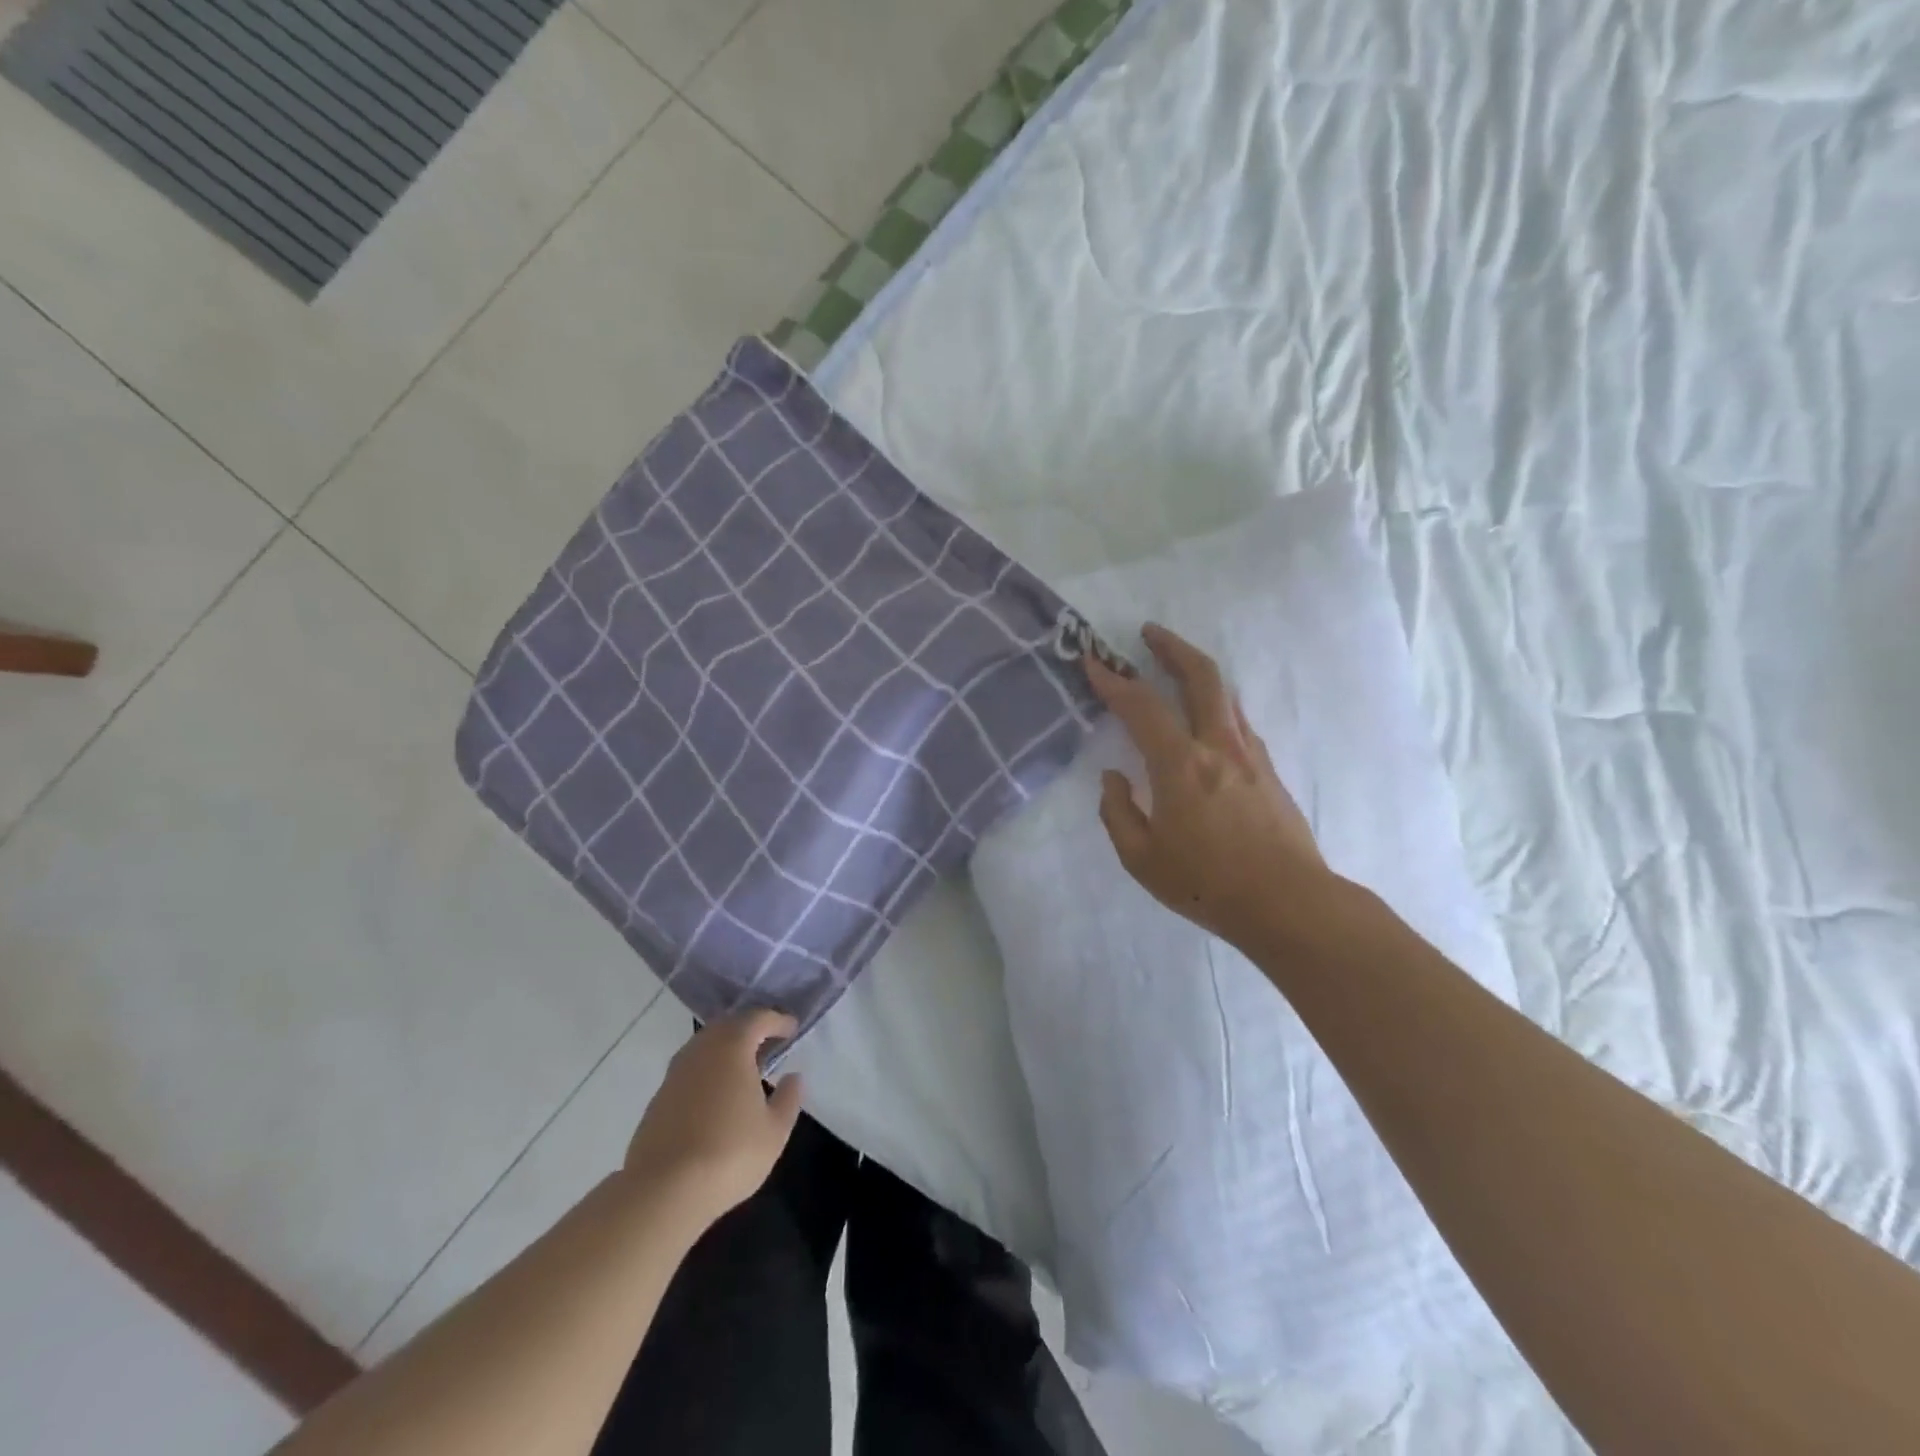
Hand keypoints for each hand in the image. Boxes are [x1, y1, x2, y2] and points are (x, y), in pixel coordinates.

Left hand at [624, 1009, 802, 1229]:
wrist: (662, 1192)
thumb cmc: (729, 1153)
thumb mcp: (775, 1130)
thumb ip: (788, 1098)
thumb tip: (793, 1077)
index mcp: (732, 1046)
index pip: (758, 1018)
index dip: (778, 1021)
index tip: (792, 1029)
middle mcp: (701, 1049)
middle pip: (728, 1026)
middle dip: (750, 1029)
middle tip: (770, 1044)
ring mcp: (675, 1073)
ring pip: (706, 1047)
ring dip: (727, 1050)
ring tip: (745, 1069)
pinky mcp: (658, 1099)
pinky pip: (690, 1070)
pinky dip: (708, 1071)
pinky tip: (717, 1096)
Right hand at [1086, 623, 1331, 951]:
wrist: (1289, 903)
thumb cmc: (1208, 884)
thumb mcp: (1142, 859)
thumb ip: (1118, 813)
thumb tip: (1113, 779)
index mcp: (1180, 766)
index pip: (1141, 706)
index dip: (1113, 681)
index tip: (1093, 663)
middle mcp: (1218, 747)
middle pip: (1201, 676)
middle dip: (1172, 647)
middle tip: (1149, 632)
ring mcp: (1249, 755)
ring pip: (1225, 695)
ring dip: (1197, 671)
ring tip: (1176, 667)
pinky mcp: (1268, 769)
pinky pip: (1237, 721)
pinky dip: (1215, 706)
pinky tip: (1205, 721)